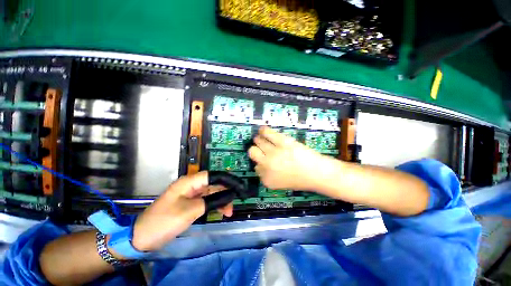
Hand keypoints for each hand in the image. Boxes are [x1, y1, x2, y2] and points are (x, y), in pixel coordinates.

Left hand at [131, 171, 232, 251]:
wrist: (142, 238)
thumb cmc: (165, 221)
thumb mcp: (191, 211)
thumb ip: (212, 200)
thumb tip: (230, 194)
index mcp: (189, 182)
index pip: (213, 175)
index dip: (227, 179)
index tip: (239, 187)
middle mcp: (191, 185)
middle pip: (214, 184)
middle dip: (225, 193)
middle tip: (234, 204)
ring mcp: (190, 194)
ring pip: (211, 193)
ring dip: (221, 201)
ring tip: (228, 212)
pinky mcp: (190, 203)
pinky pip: (206, 201)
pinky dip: (214, 205)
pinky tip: (220, 212)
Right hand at [248, 127, 327, 190]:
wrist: (317, 173)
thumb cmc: (300, 179)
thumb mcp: (279, 184)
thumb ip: (267, 175)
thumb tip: (260, 164)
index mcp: (266, 179)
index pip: (255, 168)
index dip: (260, 163)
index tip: (264, 161)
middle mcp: (266, 165)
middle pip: (252, 152)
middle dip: (255, 150)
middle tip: (261, 148)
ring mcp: (273, 153)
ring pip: (258, 141)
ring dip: (259, 140)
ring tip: (261, 138)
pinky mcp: (282, 142)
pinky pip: (267, 133)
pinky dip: (263, 130)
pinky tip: (263, 129)